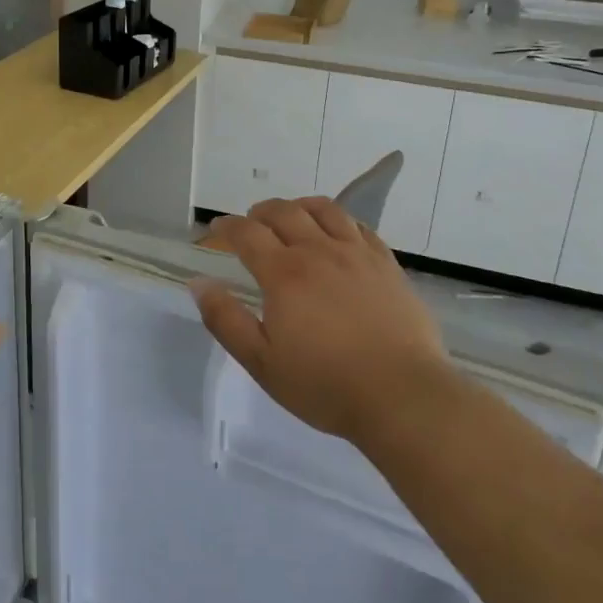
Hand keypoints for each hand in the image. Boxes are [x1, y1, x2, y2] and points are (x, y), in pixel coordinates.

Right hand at [192, 198, 453, 447]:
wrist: (402, 396)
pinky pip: (359, 226)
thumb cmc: (325, 385)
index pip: (247, 233)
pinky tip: (336, 232)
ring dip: (299, 206)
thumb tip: (199, 283)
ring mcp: (356, 254)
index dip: (228, 226)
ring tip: (292, 216)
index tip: (217, 228)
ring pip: (324, 210)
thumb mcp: (262, 362)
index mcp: (283, 274)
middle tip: (251, 222)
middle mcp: (318, 251)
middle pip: (284, 212)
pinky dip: (338, 220)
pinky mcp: (386, 264)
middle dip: (261, 212)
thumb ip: (226, 320)